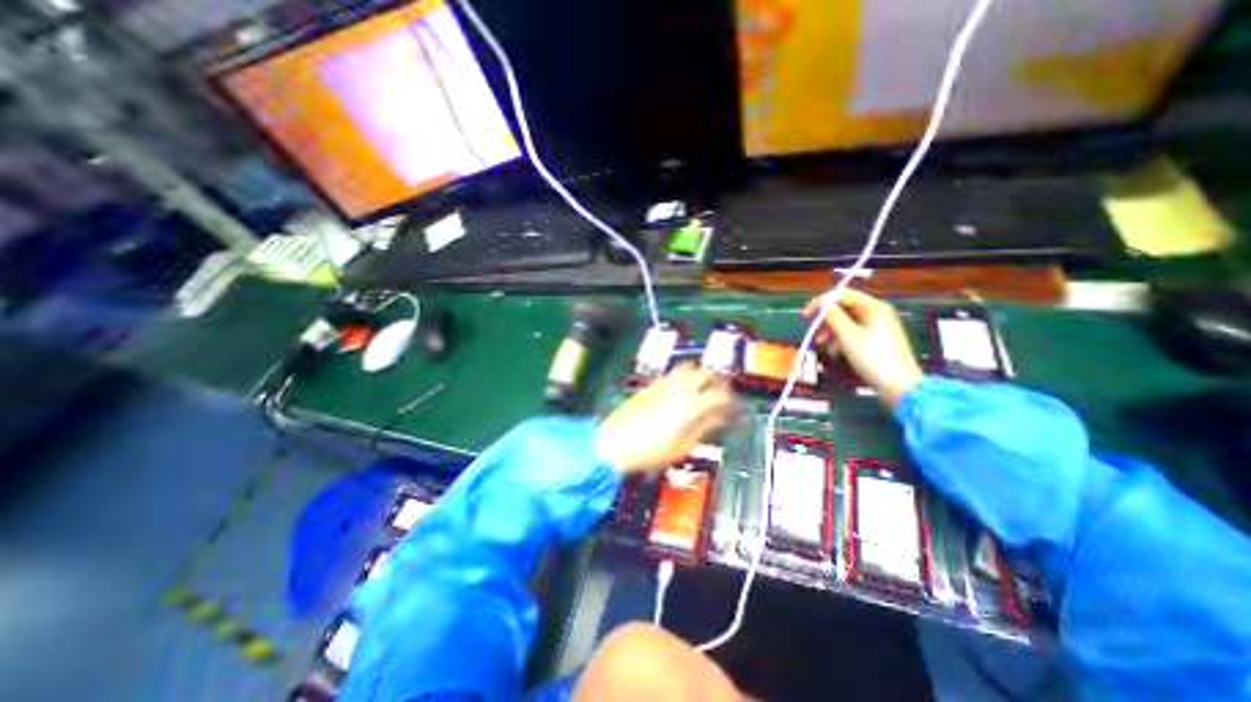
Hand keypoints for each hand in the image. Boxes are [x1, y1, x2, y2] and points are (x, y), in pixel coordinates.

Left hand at [591, 365, 735, 474]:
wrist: (613, 444)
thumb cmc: (649, 451)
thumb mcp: (683, 446)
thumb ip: (704, 427)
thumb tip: (720, 417)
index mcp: (690, 404)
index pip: (720, 395)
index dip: (731, 402)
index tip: (735, 410)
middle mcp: (678, 388)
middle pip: (706, 373)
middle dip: (719, 382)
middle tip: (723, 396)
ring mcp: (663, 384)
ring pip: (688, 368)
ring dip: (700, 376)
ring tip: (703, 391)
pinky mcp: (651, 385)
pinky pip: (673, 374)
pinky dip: (684, 378)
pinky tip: (682, 393)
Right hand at [807, 287, 921, 407]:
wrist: (899, 386)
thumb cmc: (872, 358)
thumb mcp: (848, 336)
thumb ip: (833, 316)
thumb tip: (821, 304)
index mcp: (873, 307)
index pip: (841, 295)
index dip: (820, 303)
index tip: (805, 316)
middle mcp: (876, 312)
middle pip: (844, 308)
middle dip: (826, 320)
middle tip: (813, 333)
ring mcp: (877, 327)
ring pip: (846, 322)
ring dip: (831, 331)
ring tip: (823, 345)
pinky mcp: (876, 340)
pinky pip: (853, 333)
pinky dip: (841, 340)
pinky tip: (835, 352)